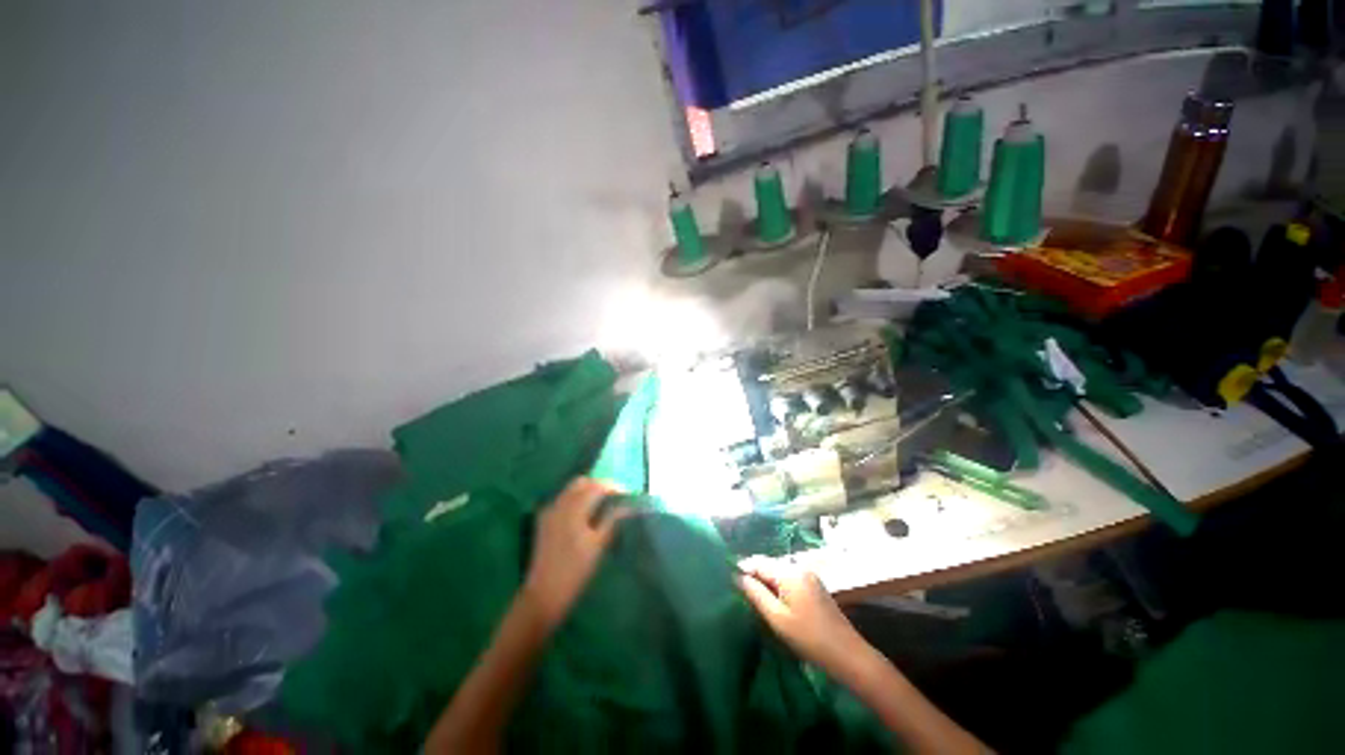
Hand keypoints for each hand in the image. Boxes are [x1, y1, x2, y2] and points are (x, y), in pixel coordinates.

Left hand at [521, 477, 631, 630]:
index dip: (613, 487)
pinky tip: (584, 512)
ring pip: (570, 489)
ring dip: (587, 490)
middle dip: (599, 485)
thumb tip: (628, 505)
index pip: (596, 487)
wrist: (543, 594)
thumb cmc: (575, 572)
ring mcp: (549, 511)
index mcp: (574, 510)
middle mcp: (560, 505)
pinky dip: (575, 498)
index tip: (627, 493)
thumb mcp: (598, 546)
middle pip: (581, 482)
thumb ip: (612, 520)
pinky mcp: (544, 520)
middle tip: (614, 496)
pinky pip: (562, 499)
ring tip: (602, 503)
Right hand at [736, 557, 867, 675]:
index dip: (743, 568)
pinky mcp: (815, 587)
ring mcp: (809, 576)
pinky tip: (773, 599)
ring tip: (752, 595)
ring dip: (766, 580)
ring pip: (779, 572)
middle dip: (754, 574)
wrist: (848, 655)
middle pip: (770, 565)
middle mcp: (799, 568)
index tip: (728, 578)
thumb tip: (737, 577)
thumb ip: (756, 594)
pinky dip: (778, 585)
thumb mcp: (777, 618)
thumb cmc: (809, 638)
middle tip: (738, 589)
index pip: (759, 562)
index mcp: (789, 572)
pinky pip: (789, 579)